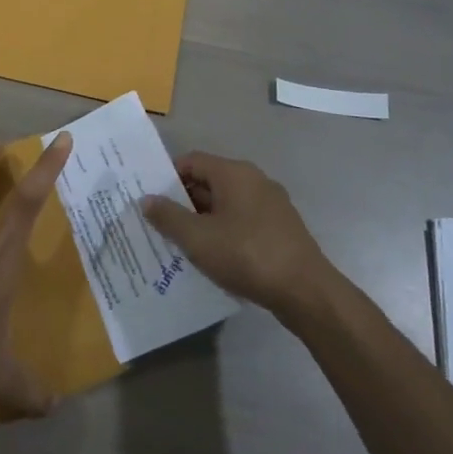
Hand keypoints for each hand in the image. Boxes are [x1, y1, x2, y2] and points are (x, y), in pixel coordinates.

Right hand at [143, 152, 329, 315]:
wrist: (306, 292)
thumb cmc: (246, 255)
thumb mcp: (198, 238)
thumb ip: (168, 217)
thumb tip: (146, 199)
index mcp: (234, 173)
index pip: (191, 161)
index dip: (168, 178)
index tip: (151, 200)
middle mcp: (254, 180)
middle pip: (209, 182)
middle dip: (183, 202)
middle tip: (160, 225)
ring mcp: (271, 204)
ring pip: (226, 204)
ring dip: (203, 220)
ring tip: (181, 244)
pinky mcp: (281, 229)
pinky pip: (243, 221)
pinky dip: (225, 233)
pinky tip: (214, 257)